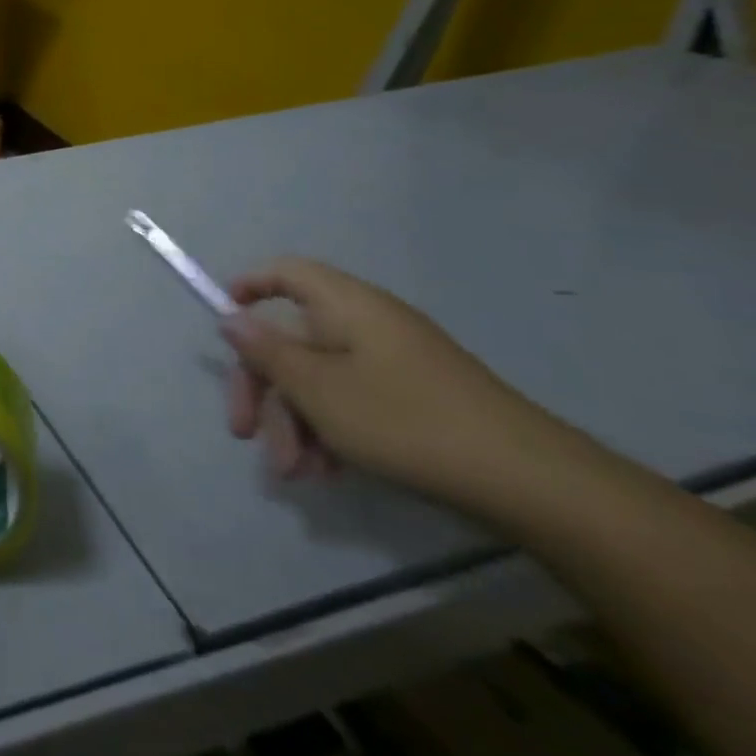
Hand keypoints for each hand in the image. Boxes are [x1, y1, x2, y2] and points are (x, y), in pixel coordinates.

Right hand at [219, 257, 553, 505]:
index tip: (224, 323)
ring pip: (319, 379)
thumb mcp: (318, 389)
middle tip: (244, 433)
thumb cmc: (405, 420)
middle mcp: (367, 324)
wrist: (531, 482)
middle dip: (264, 389)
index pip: (286, 273)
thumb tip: (231, 319)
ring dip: (294, 422)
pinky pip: (351, 401)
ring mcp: (394, 362)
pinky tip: (326, 473)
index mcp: (345, 306)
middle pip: (292, 340)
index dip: (249, 287)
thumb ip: (267, 352)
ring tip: (294, 473)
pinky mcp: (414, 398)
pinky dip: (329, 431)